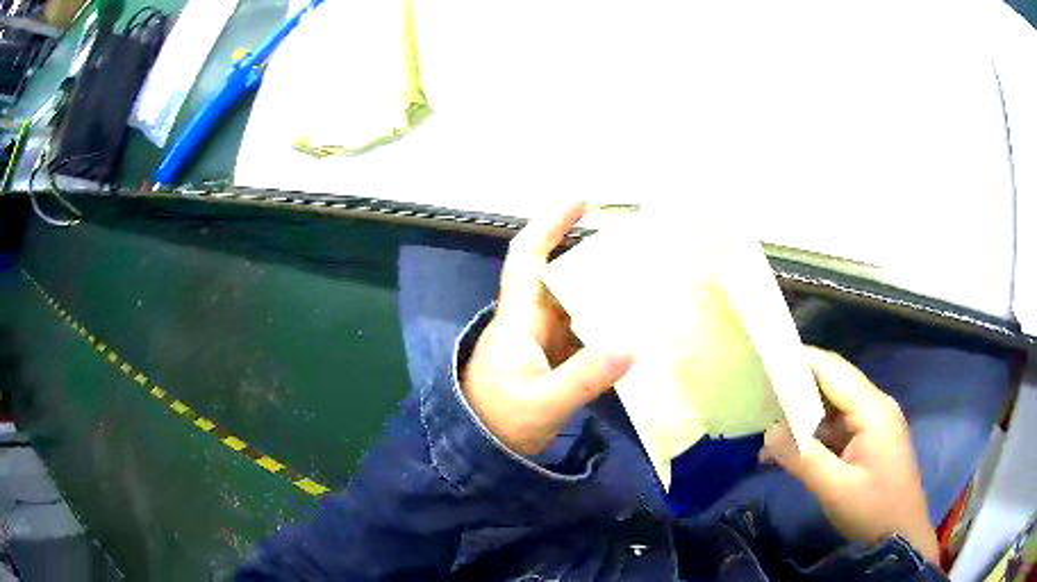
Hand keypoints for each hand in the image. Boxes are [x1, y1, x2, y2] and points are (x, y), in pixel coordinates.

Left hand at [462, 202, 633, 455]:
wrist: (478, 452)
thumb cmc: (499, 423)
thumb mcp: (544, 402)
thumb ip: (584, 376)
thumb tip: (632, 344)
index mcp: (519, 319)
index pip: (529, 256)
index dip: (551, 223)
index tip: (582, 201)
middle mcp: (529, 321)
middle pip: (559, 275)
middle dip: (591, 256)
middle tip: (635, 249)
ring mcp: (540, 342)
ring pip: (573, 303)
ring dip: (601, 291)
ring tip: (643, 284)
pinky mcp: (550, 361)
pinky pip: (580, 331)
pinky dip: (603, 324)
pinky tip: (630, 328)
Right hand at [760, 347, 939, 564]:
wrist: (901, 535)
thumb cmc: (874, 510)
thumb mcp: (836, 489)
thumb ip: (803, 458)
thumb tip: (768, 433)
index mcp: (873, 410)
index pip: (833, 370)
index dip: (801, 360)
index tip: (766, 360)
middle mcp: (874, 407)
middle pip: (833, 383)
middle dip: (798, 387)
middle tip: (760, 395)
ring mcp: (873, 424)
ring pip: (833, 407)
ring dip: (803, 415)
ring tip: (768, 427)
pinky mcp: (868, 441)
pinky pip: (837, 428)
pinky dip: (814, 434)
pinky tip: (790, 450)